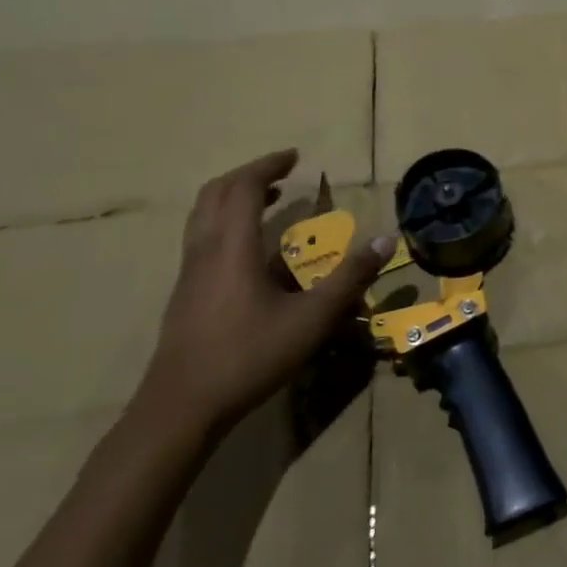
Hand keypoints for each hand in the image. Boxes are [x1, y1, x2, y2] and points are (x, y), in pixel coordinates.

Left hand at [136, 149, 394, 436]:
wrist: (180, 409)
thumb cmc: (248, 356)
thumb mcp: (311, 319)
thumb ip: (349, 278)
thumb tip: (386, 240)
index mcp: (232, 247)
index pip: (244, 187)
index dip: (268, 166)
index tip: (295, 157)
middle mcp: (204, 251)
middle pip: (215, 193)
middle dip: (249, 175)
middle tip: (282, 172)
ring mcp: (189, 273)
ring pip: (202, 216)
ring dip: (234, 197)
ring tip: (268, 200)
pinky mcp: (184, 294)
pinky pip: (201, 238)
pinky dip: (225, 222)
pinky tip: (249, 249)